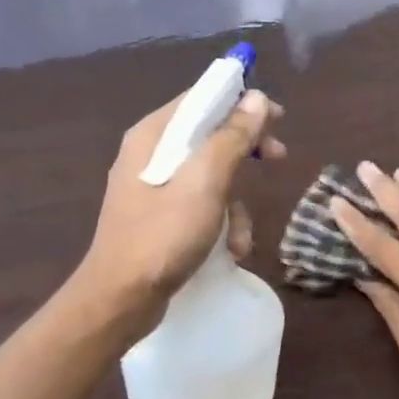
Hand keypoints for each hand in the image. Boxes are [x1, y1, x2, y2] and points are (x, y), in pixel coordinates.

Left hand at [73, 86, 284, 337]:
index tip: (277, 117)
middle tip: (278, 157)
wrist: (120, 300)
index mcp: (153, 136)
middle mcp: (151, 154)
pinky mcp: (161, 217)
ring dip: (236, 202)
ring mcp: (155, 188)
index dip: (242, 102)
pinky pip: (202, 204)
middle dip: (246, 150)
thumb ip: (231, 138)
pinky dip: (221, 223)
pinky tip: (231, 250)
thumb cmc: (162, 235)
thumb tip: (257, 98)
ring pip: (211, 174)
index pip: (202, 98)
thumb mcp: (205, 183)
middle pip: (210, 134)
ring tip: (241, 235)